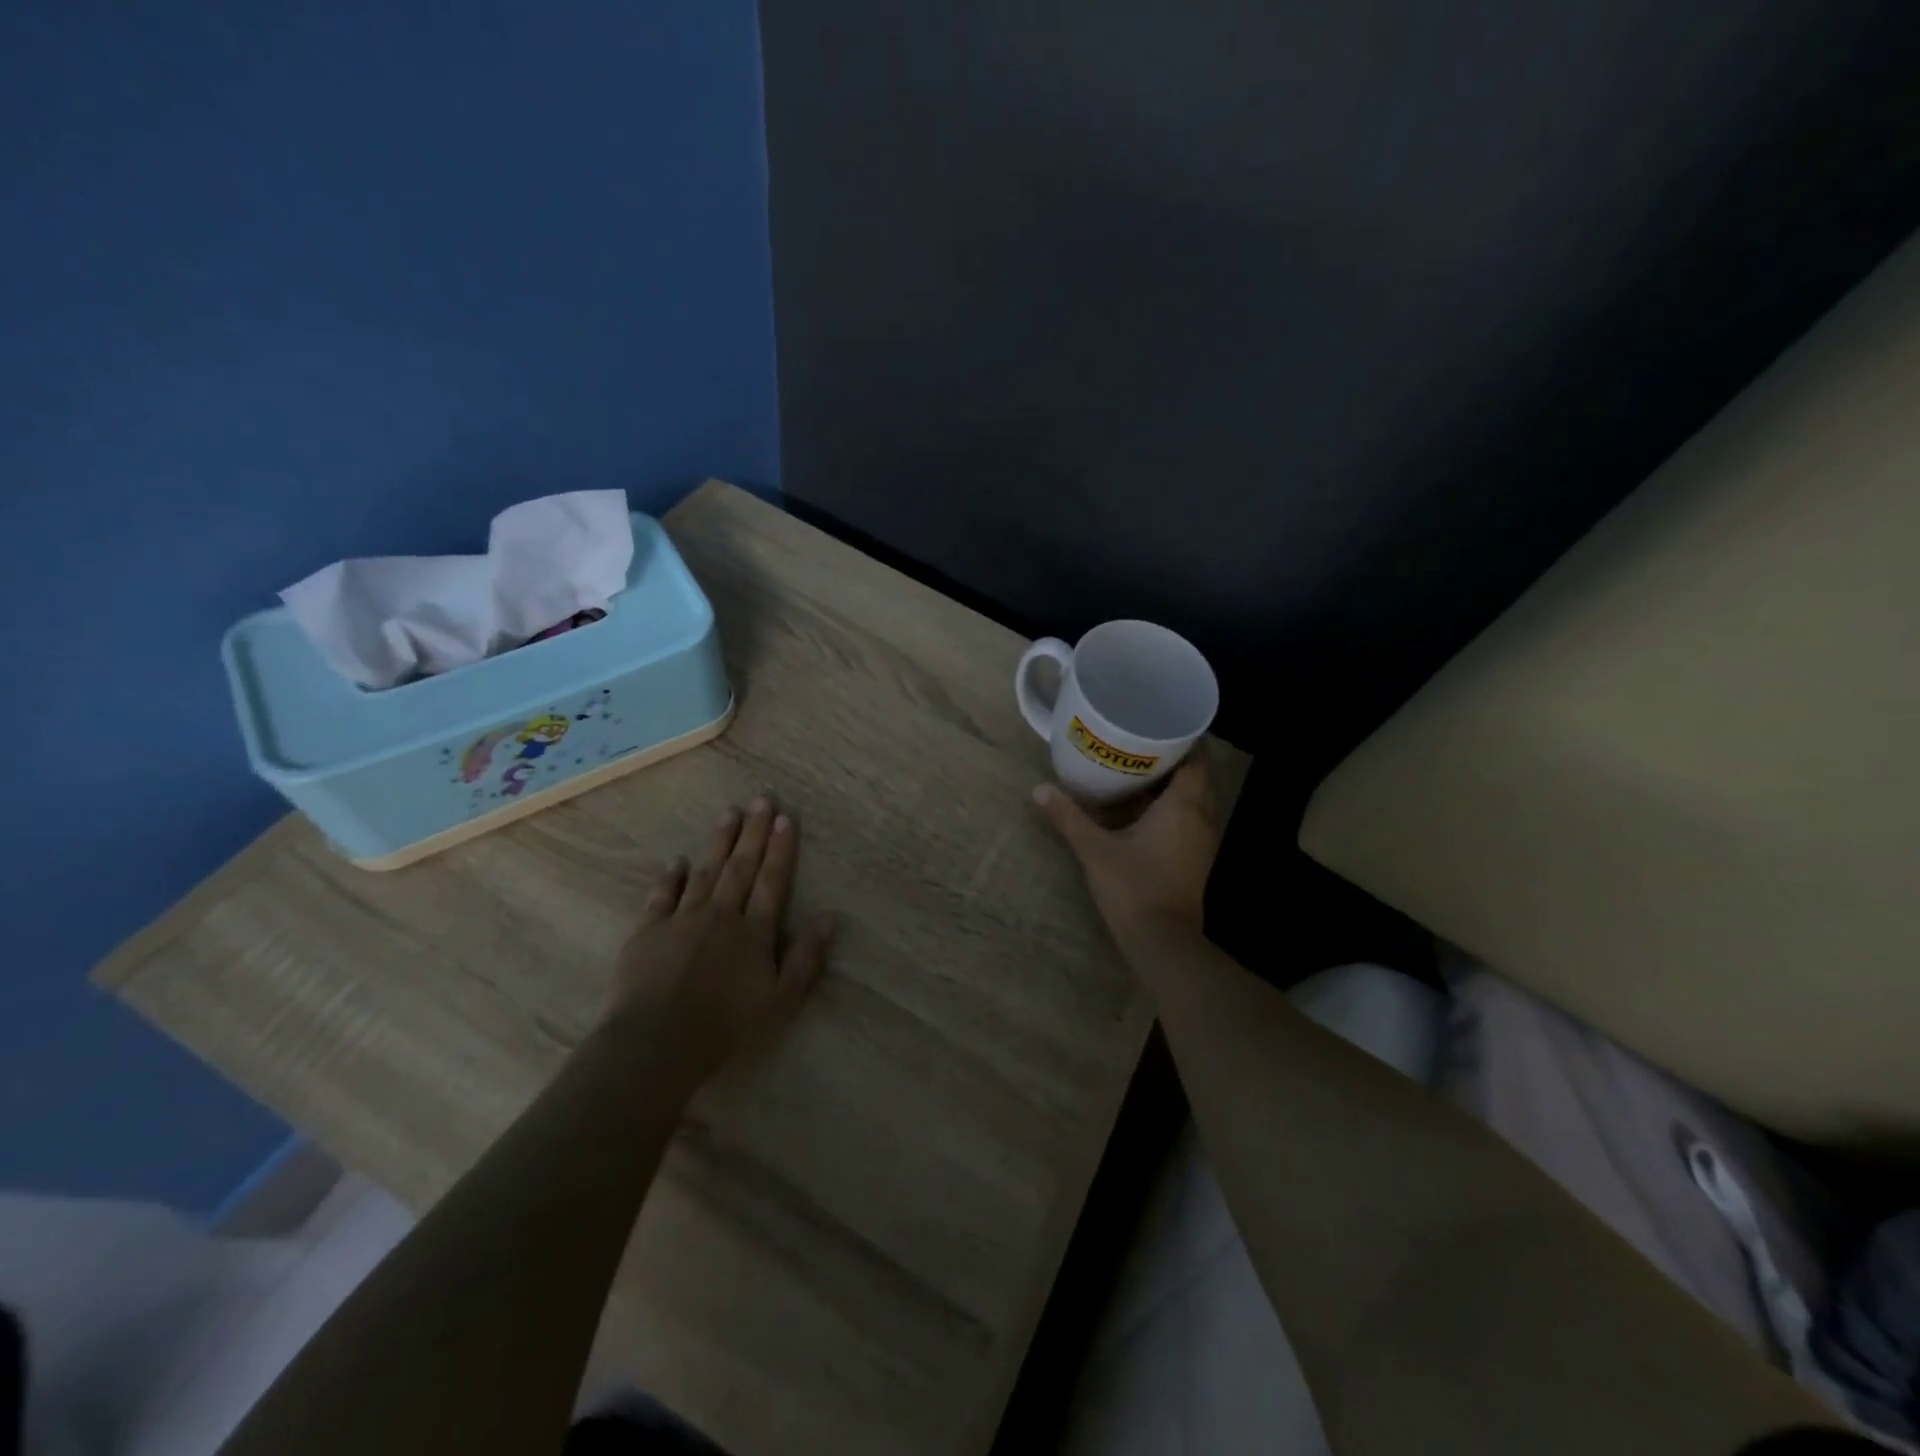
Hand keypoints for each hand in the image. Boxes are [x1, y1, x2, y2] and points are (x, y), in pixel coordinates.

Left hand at [609, 797, 834, 1082]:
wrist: (656, 1042)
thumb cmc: (726, 1027)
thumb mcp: (781, 1001)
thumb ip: (806, 958)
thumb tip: (829, 917)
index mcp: (754, 931)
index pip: (772, 880)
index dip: (780, 849)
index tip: (786, 818)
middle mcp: (721, 915)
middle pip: (741, 867)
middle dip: (754, 832)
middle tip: (762, 799)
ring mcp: (682, 919)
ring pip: (705, 871)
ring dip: (719, 842)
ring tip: (729, 814)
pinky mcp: (648, 931)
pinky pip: (662, 895)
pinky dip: (670, 876)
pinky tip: (677, 861)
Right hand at [1032, 756, 1220, 942]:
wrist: (1162, 941)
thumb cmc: (1133, 887)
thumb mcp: (1094, 849)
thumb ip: (1068, 817)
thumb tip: (1039, 789)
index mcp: (1183, 806)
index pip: (1198, 760)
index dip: (1184, 740)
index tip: (1159, 727)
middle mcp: (1201, 818)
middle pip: (1197, 777)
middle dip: (1175, 760)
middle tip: (1141, 746)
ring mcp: (1202, 841)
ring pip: (1194, 801)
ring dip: (1173, 786)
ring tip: (1139, 773)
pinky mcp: (1195, 859)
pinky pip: (1189, 820)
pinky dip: (1172, 809)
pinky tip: (1142, 811)